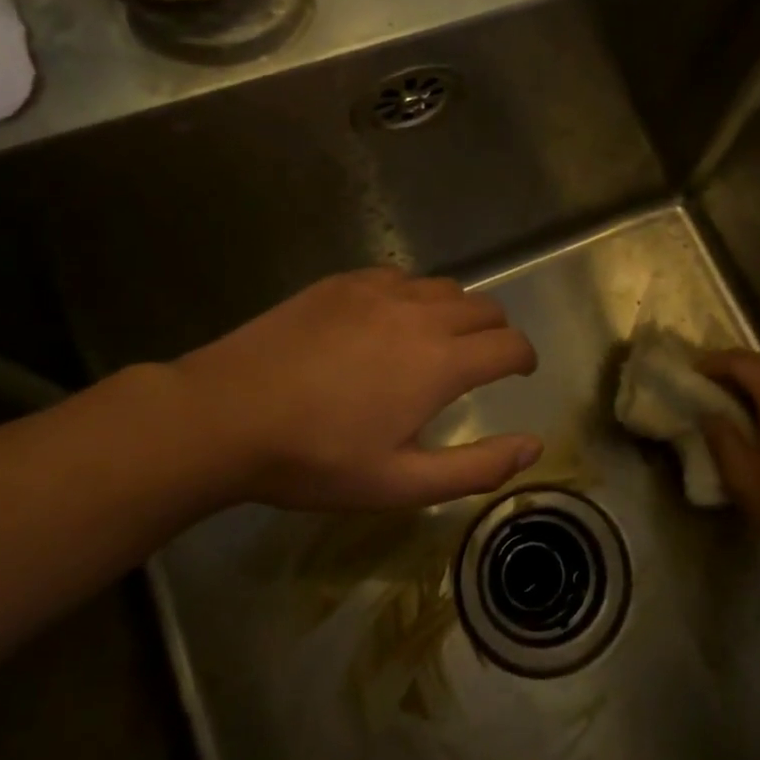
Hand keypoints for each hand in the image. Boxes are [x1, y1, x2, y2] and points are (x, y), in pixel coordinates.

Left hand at [166, 268, 541, 512]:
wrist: (224, 415)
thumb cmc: (316, 459)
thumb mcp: (400, 483)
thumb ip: (477, 467)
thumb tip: (534, 446)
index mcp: (440, 363)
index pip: (510, 345)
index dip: (524, 359)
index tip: (519, 373)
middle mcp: (420, 314)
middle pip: (486, 307)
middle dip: (496, 334)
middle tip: (481, 363)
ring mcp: (379, 291)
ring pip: (445, 287)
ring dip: (458, 312)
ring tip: (437, 341)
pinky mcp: (343, 282)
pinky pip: (400, 277)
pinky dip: (414, 296)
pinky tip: (388, 322)